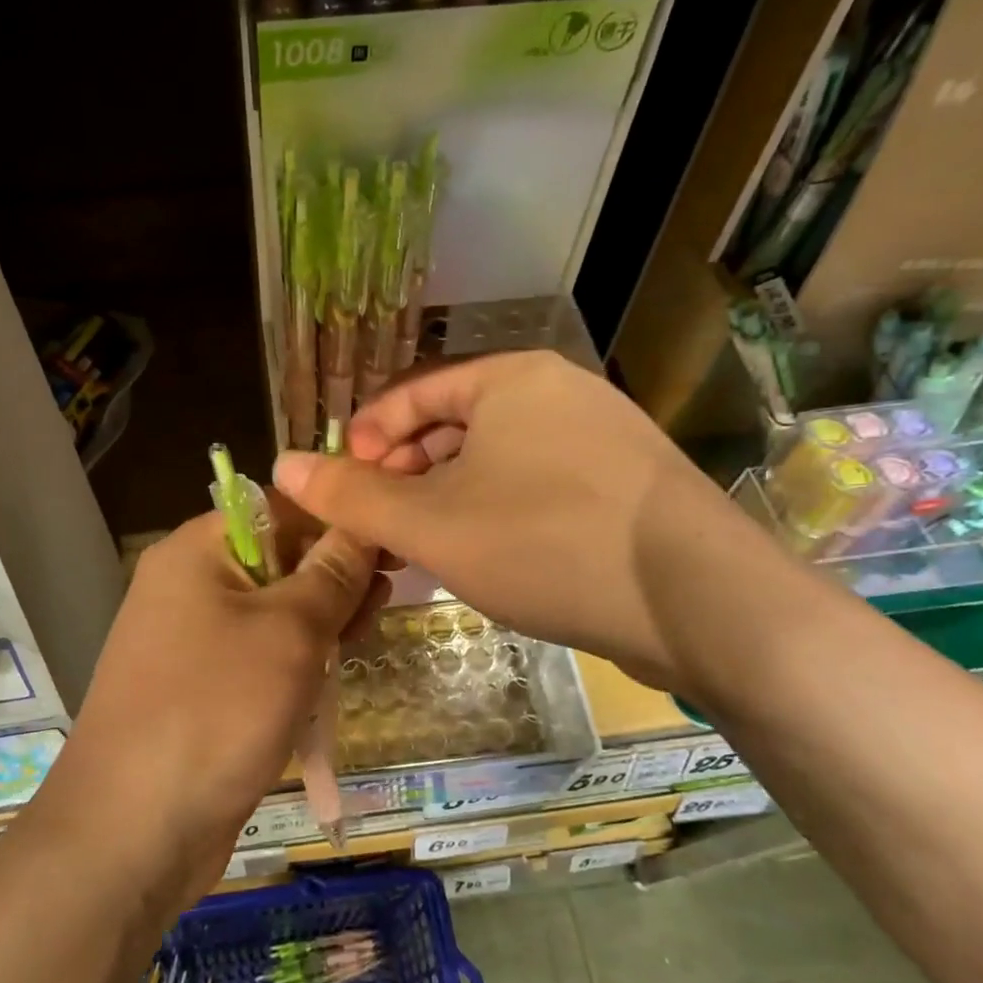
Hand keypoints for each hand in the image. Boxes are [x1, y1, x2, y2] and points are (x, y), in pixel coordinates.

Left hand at [49, 509, 384, 899]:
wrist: (132, 831)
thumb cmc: (215, 710)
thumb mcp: (290, 632)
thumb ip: (332, 573)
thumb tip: (362, 525)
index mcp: (198, 550)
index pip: (281, 507)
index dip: (338, 522)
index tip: (391, 547)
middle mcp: (189, 583)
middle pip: (279, 558)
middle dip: (334, 577)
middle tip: (382, 604)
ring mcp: (191, 637)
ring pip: (273, 610)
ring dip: (320, 621)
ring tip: (362, 640)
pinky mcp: (200, 685)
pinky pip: (258, 654)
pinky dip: (295, 660)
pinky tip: (330, 675)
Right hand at [272, 349, 769, 691]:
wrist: (701, 603)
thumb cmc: (547, 543)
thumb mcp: (432, 524)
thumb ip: (351, 497)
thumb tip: (282, 465)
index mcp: (512, 379)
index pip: (413, 393)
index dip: (367, 439)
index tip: (343, 487)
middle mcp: (560, 393)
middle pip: (454, 426)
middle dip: (405, 474)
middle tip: (379, 525)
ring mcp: (601, 438)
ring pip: (496, 460)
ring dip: (448, 499)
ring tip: (422, 548)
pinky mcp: (626, 486)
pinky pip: (536, 485)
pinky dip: (496, 513)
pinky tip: (484, 557)